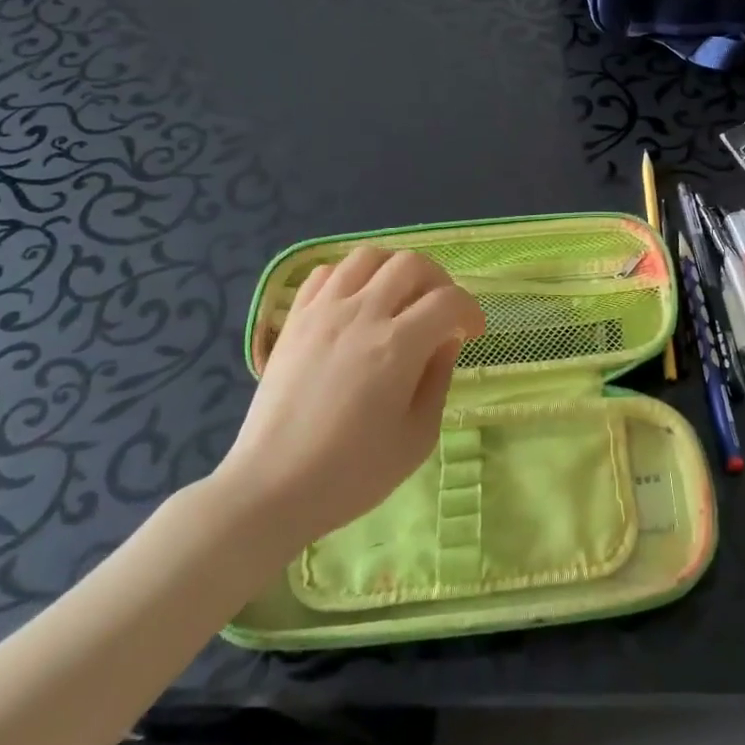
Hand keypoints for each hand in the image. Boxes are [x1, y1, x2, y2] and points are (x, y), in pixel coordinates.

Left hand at [215, 247, 485, 545]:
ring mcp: (322, 313)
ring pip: (368, 257)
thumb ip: (438, 380)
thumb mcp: (418, 437)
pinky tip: (356, 305)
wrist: (271, 488)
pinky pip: (326, 273)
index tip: (472, 334)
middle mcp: (361, 315)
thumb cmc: (352, 473)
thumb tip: (445, 342)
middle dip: (438, 282)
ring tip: (399, 300)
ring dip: (394, 270)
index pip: (448, 301)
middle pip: (411, 264)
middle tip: (440, 313)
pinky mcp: (293, 320)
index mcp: (398, 347)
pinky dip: (350, 277)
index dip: (470, 311)